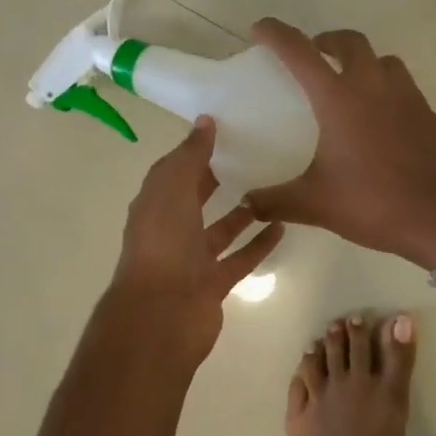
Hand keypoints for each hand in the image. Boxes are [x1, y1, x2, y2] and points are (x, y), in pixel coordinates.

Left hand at [112, 117, 284, 358]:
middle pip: (195, 200)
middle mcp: (170, 231)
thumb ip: (190, 156)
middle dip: (215, 180)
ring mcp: (192, 260)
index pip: (173, 172)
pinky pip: (240, 258)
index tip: (223, 132)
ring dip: (242, 213)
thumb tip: (205, 121)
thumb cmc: (163, 244)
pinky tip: (282, 226)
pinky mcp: (213, 283)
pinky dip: (258, 244)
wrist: (163, 314)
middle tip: (250, 156)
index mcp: (154, 206)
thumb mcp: (173, 190)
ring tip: (270, 189)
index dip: (193, 152)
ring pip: (220, 231)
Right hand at [242, 20, 435, 268]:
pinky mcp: (433, 119)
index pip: (300, 52)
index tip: (260, 30)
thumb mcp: (314, 205)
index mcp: (340, 99)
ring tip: (352, 87)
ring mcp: (410, 100)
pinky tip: (386, 126)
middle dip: (328, 42)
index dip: (276, 35)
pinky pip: (409, 95)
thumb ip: (275, 201)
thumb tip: (248, 203)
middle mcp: (376, 87)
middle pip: (351, 42)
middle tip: (315, 56)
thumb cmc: (372, 204)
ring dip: (365, 64)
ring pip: (386, 63)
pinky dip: (391, 98)